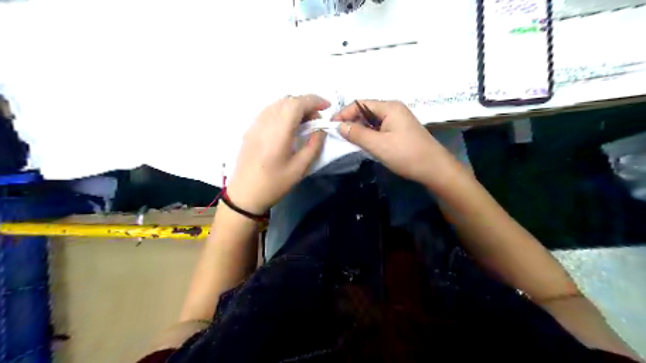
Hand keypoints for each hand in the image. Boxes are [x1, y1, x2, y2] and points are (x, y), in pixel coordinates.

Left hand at [225, 93, 328, 215]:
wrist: (245, 194)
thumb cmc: (274, 183)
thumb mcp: (300, 168)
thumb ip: (313, 145)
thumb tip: (320, 130)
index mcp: (278, 131)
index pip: (297, 103)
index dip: (314, 100)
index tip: (327, 107)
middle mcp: (265, 121)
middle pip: (288, 100)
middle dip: (306, 104)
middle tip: (317, 120)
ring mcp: (255, 124)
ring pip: (278, 104)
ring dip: (294, 107)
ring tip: (304, 123)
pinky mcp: (251, 129)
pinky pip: (269, 111)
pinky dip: (283, 112)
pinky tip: (288, 126)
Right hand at [332, 99, 458, 186]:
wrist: (434, 169)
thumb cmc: (406, 155)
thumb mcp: (378, 145)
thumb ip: (357, 134)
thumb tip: (339, 126)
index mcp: (389, 107)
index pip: (360, 104)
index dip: (344, 114)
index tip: (331, 126)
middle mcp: (393, 109)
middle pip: (366, 110)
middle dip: (351, 121)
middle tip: (339, 136)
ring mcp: (398, 120)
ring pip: (372, 120)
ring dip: (360, 129)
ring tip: (349, 141)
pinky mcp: (400, 131)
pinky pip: (379, 128)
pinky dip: (369, 134)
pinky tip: (365, 144)